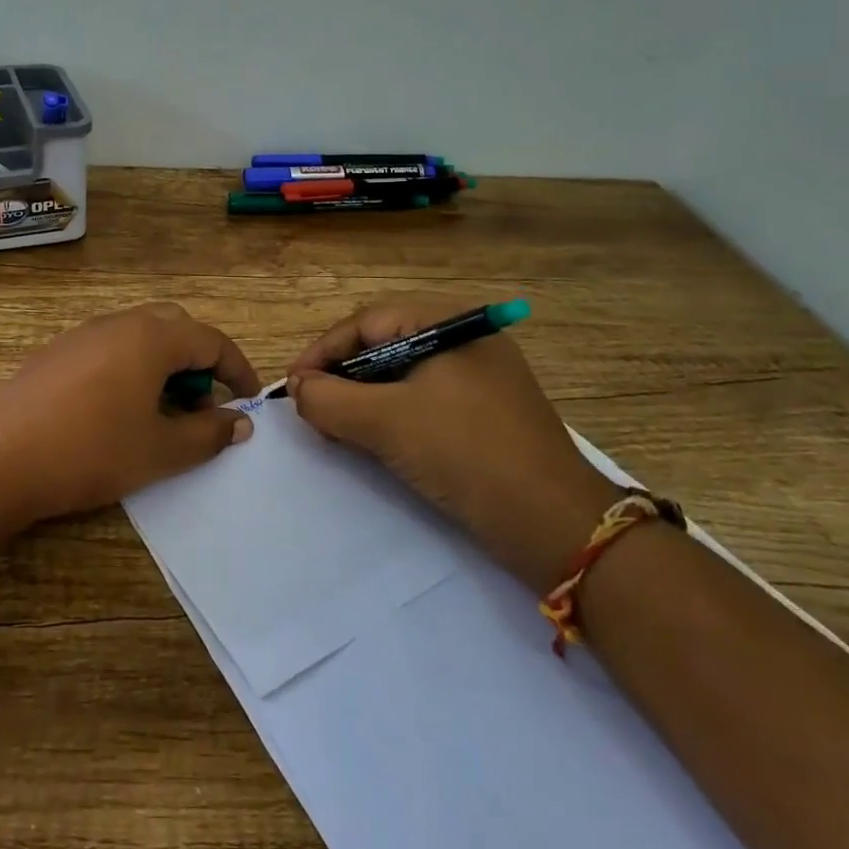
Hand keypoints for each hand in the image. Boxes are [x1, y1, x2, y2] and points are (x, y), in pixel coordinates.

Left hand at [0, 302, 260, 524]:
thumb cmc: (91, 451)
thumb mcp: (161, 450)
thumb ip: (208, 433)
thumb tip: (241, 422)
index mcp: (152, 337)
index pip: (211, 340)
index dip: (238, 370)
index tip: (250, 401)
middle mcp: (119, 323)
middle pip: (176, 328)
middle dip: (199, 362)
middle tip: (201, 407)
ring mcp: (83, 335)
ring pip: (140, 337)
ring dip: (164, 367)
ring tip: (162, 415)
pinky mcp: (56, 353)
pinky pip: (110, 349)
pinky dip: (131, 370)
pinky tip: (118, 413)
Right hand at [286, 294, 617, 593]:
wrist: (556, 526)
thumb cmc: (465, 453)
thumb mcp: (387, 422)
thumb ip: (329, 399)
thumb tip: (297, 388)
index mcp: (448, 323)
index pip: (366, 323)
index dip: (322, 352)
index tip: (291, 387)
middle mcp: (465, 341)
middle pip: (383, 346)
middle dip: (341, 377)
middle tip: (311, 409)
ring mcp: (479, 378)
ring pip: (401, 377)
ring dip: (362, 400)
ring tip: (335, 428)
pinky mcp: (484, 414)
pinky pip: (423, 401)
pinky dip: (391, 416)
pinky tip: (374, 441)